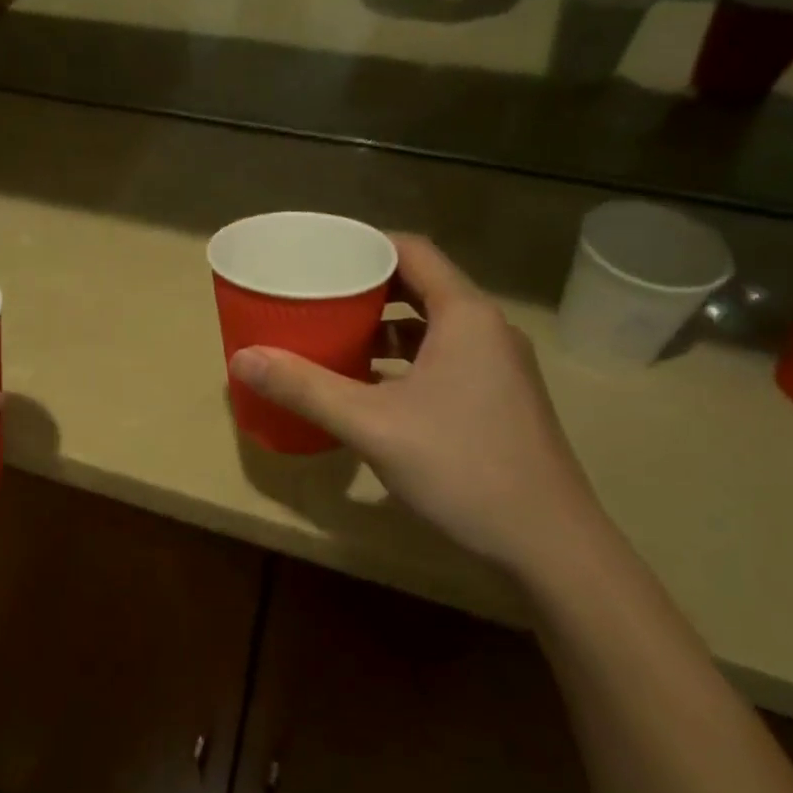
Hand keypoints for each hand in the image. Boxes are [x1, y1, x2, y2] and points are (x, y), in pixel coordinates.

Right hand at [228, 236, 603, 575]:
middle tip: (317, 293)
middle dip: (367, 287)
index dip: (365, 245)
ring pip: (433, 326)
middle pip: (421, 286)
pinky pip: (444, 358)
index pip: (413, 251)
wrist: (551, 547)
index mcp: (465, 316)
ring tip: (335, 335)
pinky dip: (405, 360)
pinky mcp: (499, 400)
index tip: (320, 254)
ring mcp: (498, 367)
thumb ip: (304, 388)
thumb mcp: (371, 424)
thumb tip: (241, 359)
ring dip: (385, 327)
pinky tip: (371, 386)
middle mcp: (487, 330)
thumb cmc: (462, 466)